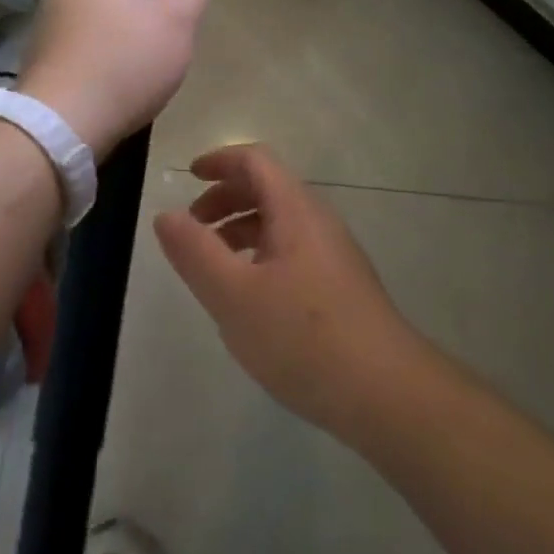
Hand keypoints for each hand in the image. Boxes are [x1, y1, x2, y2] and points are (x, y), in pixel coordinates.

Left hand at [18, 0, 209, 158]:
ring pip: (81, 13)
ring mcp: (43, 26)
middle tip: (154, 22)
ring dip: (104, 28)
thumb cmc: (125, 62)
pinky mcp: (36, 61)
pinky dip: (89, 57)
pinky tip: (109, 84)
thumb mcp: (177, 22)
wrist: (62, 124)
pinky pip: (70, 47)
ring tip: (134, 59)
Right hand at [154, 144, 426, 436]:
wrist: (387, 393)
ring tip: (214, 264)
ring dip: (242, 228)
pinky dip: (261, 254)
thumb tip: (166, 215)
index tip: (188, 176)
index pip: (255, 161)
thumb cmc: (303, 338)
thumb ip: (195, 253)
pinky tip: (250, 297)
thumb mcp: (234, 296)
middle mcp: (317, 221)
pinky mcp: (341, 285)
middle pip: (268, 187)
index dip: (220, 160)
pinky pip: (293, 250)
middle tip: (193, 226)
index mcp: (295, 210)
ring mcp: (334, 254)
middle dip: (226, 197)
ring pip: (280, 222)